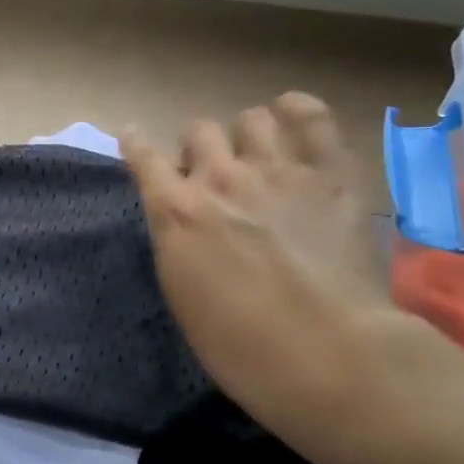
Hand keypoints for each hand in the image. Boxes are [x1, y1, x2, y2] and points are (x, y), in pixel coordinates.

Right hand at [121, 94, 399, 440]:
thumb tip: (184, 223)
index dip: (136, 144)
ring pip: (251, 119)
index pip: (143, 158)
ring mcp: (277, 170)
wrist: (323, 352)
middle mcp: (220, 178)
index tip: (134, 138)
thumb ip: (178, 244)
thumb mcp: (183, 296)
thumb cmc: (240, 345)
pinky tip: (291, 114)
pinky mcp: (330, 174)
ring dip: (246, 135)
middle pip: (198, 131)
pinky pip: (312, 117)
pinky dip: (298, 110)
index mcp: (176, 213)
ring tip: (257, 156)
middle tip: (211, 176)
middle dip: (199, 149)